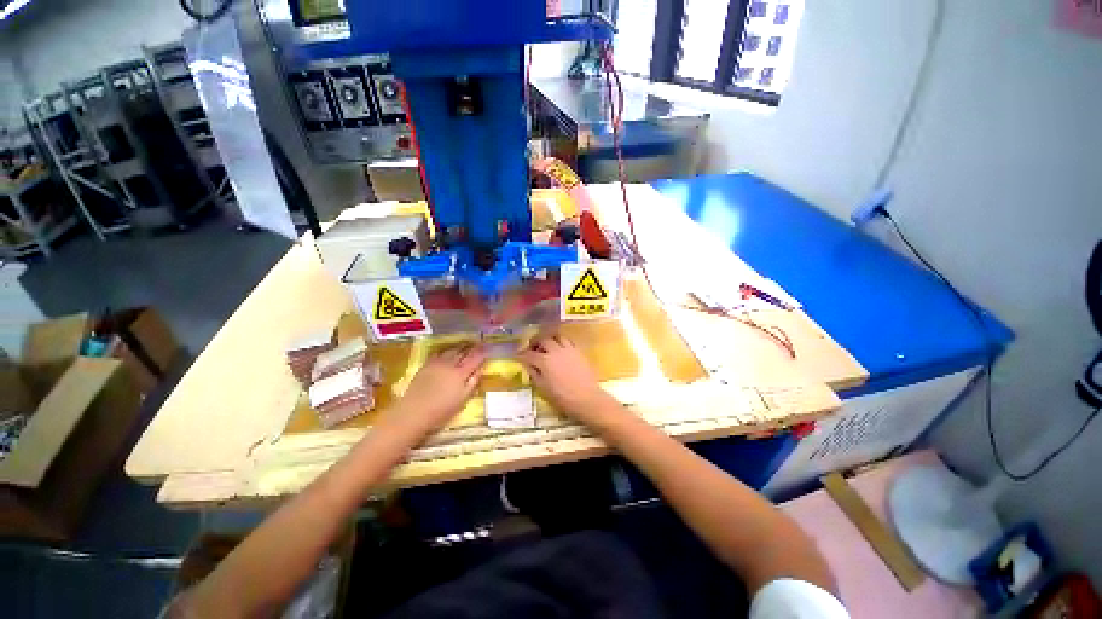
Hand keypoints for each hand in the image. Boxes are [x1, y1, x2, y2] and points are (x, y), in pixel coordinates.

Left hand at [385, 345, 486, 438]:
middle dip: (472, 347)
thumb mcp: (463, 399)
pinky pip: (439, 353)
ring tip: (465, 345)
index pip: (475, 358)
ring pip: (451, 350)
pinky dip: (446, 350)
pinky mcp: (426, 365)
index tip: (487, 347)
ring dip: (460, 347)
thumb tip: (481, 370)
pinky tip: (447, 351)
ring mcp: (437, 363)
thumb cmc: (441, 411)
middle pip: (463, 352)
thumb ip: (473, 383)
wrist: (413, 413)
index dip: (482, 352)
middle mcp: (450, 364)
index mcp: (461, 373)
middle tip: (478, 344)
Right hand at [518, 334, 617, 422]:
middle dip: (535, 341)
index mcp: (544, 361)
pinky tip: (560, 349)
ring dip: (549, 338)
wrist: (587, 398)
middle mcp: (555, 351)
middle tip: (532, 347)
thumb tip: (528, 365)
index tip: (517, 355)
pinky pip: (568, 340)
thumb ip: (534, 374)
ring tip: (547, 345)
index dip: (521, 354)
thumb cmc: (563, 398)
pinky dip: (561, 341)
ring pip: (556, 336)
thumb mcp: (543, 389)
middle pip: (542, 339)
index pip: (529, 354)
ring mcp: (568, 349)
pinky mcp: (578, 351)